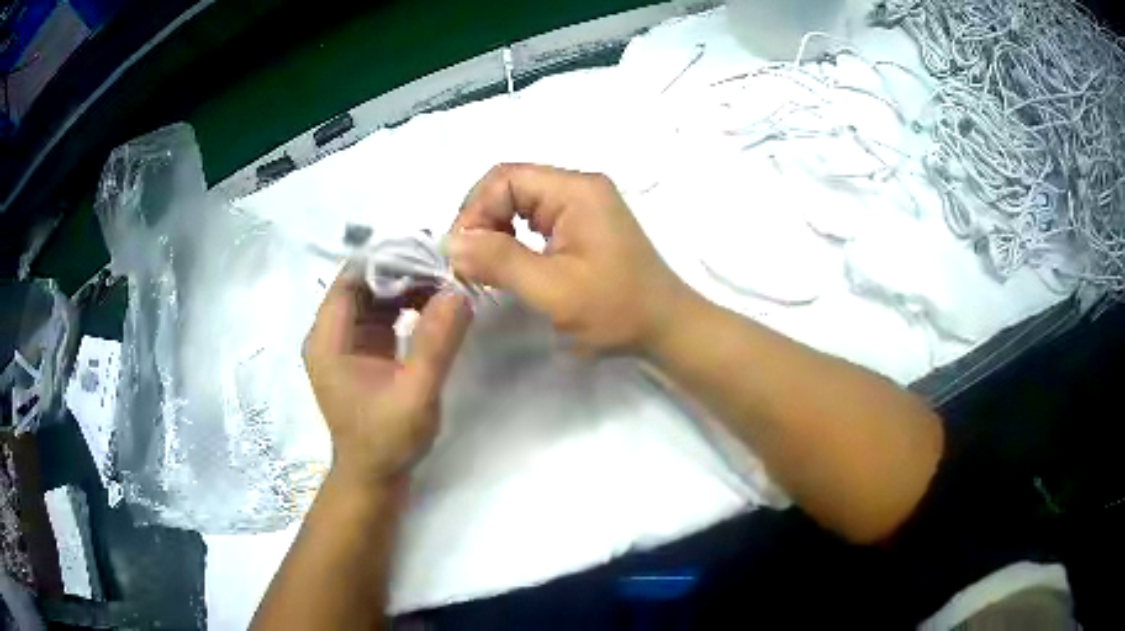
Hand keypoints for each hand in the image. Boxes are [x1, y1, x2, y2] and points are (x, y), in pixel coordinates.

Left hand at [303, 270, 471, 485]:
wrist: (375, 477)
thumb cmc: (387, 440)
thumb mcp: (415, 394)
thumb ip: (435, 344)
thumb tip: (459, 292)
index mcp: (328, 339)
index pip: (351, 279)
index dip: (387, 260)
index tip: (429, 252)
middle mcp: (331, 333)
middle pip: (363, 283)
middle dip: (403, 270)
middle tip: (445, 266)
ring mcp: (345, 341)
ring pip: (374, 295)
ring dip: (407, 285)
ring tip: (445, 282)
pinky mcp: (362, 350)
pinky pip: (383, 313)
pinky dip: (407, 304)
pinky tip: (434, 305)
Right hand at [446, 163, 690, 353]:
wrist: (665, 327)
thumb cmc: (616, 309)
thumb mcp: (553, 289)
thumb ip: (499, 261)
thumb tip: (450, 242)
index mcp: (576, 190)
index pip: (506, 178)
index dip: (475, 210)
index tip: (460, 252)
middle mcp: (579, 187)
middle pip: (510, 185)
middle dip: (481, 220)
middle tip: (467, 261)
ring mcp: (582, 204)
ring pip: (519, 202)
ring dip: (494, 230)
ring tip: (481, 265)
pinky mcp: (582, 224)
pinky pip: (534, 218)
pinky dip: (512, 237)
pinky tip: (505, 262)